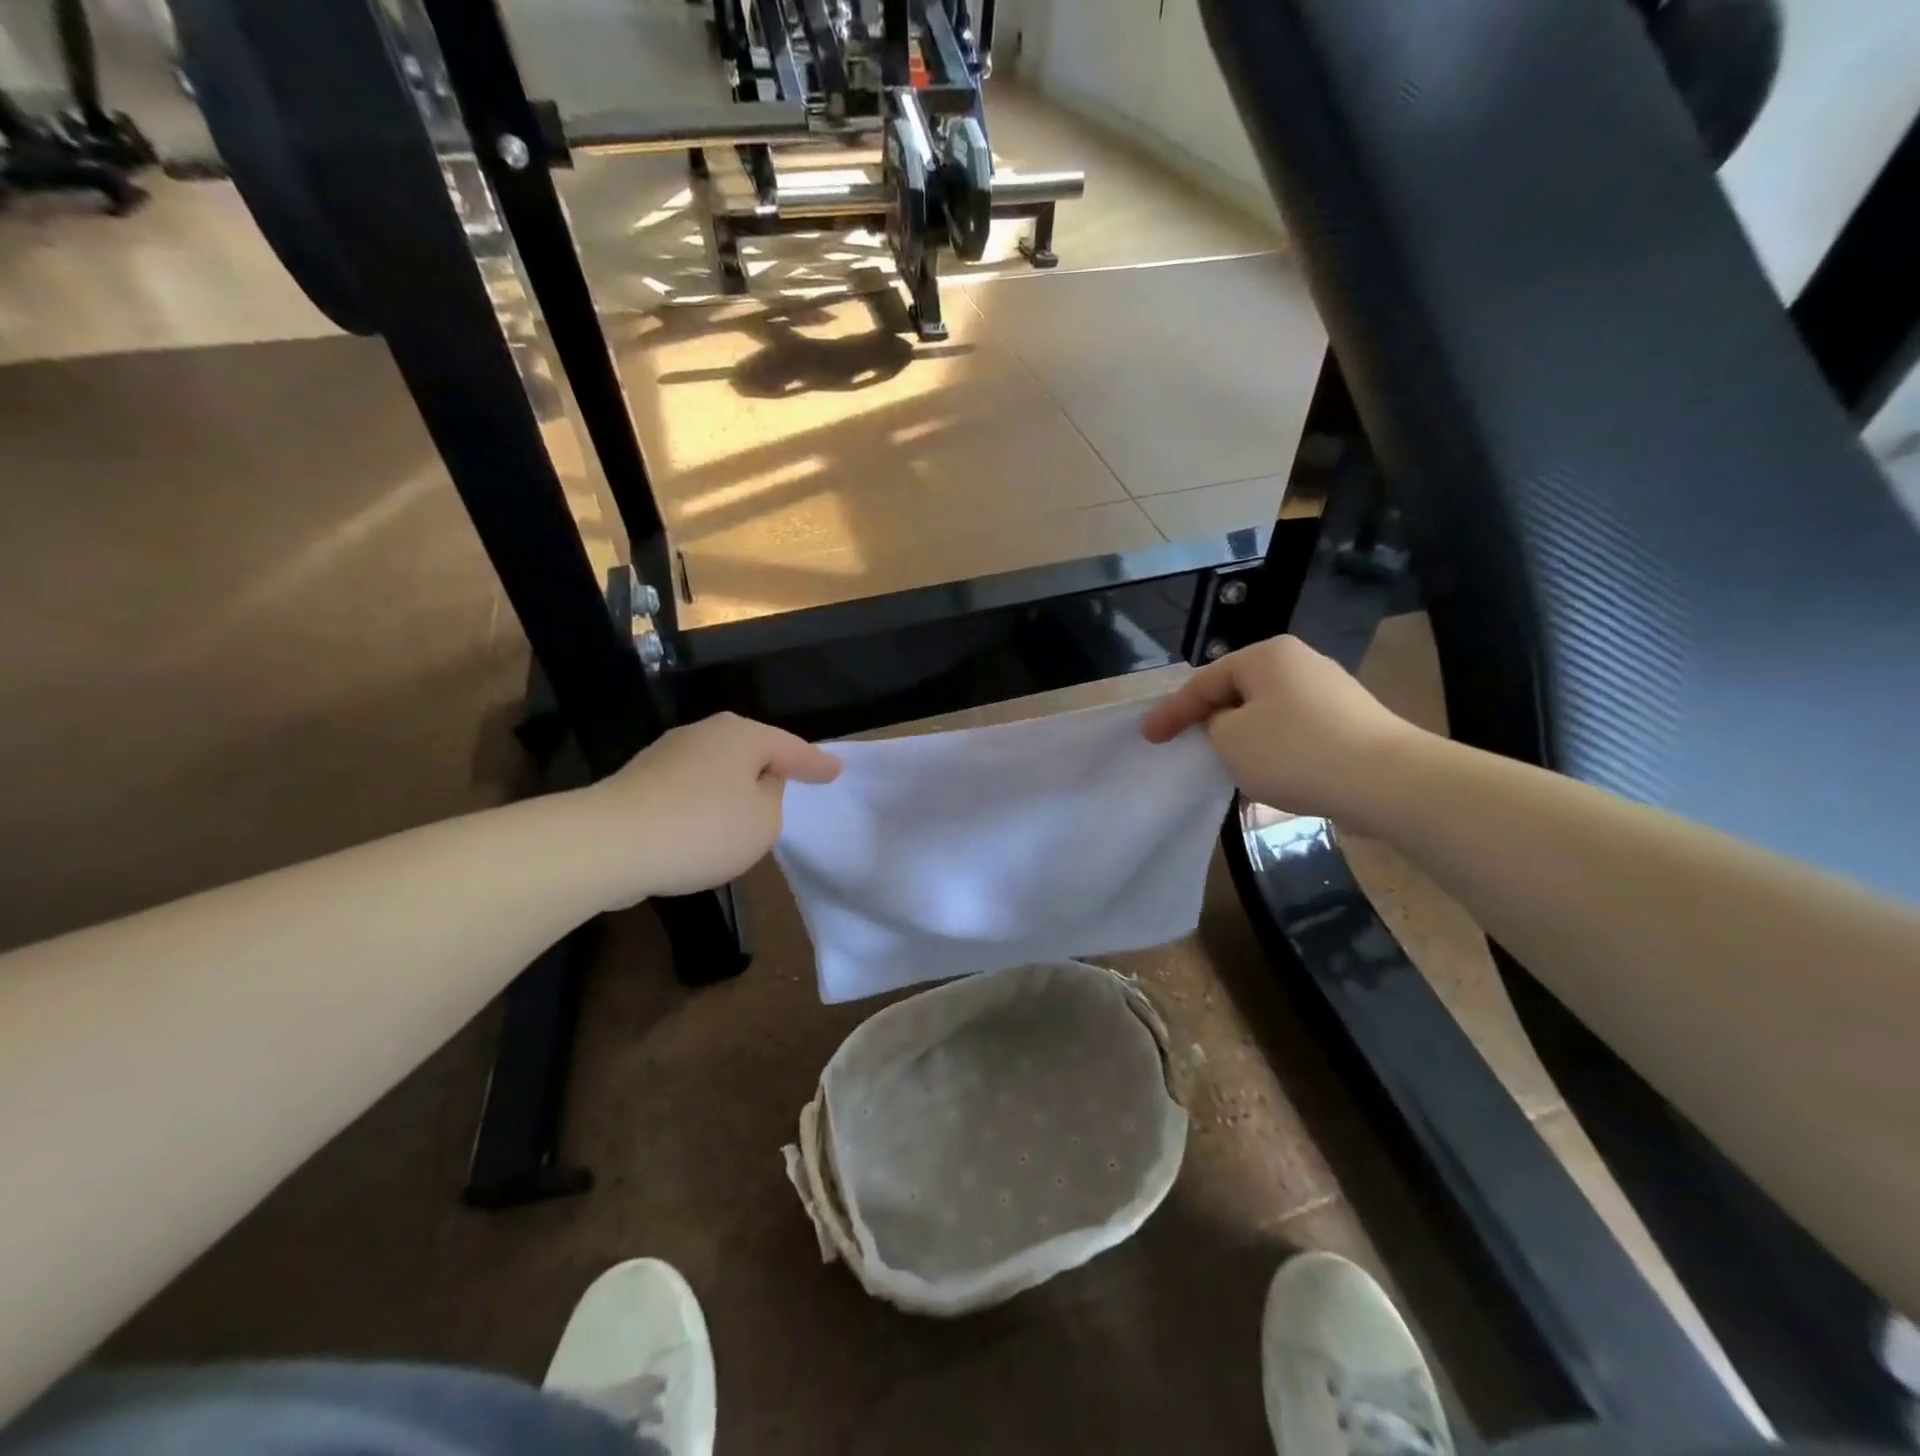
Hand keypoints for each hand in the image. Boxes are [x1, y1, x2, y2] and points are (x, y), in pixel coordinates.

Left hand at [598, 713, 841, 899]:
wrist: (608, 843)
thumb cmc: (703, 828)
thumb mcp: (763, 822)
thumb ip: (772, 799)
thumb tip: (754, 785)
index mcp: (742, 736)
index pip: (792, 749)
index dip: (816, 764)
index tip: (837, 771)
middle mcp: (705, 733)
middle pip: (751, 751)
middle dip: (772, 768)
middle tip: (796, 781)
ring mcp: (667, 753)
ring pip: (719, 769)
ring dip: (735, 788)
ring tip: (750, 812)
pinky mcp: (640, 780)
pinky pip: (691, 788)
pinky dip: (706, 803)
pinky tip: (706, 825)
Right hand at [1141, 636, 1418, 825]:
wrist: (1387, 781)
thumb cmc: (1295, 752)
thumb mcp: (1230, 740)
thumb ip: (1211, 726)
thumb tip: (1226, 724)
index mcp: (1266, 656)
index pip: (1204, 681)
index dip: (1172, 711)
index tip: (1148, 737)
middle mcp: (1299, 662)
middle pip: (1237, 690)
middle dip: (1208, 718)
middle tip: (1185, 744)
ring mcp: (1329, 690)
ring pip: (1265, 711)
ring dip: (1240, 735)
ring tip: (1223, 761)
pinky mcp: (1349, 720)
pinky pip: (1294, 729)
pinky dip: (1272, 746)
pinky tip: (1269, 771)